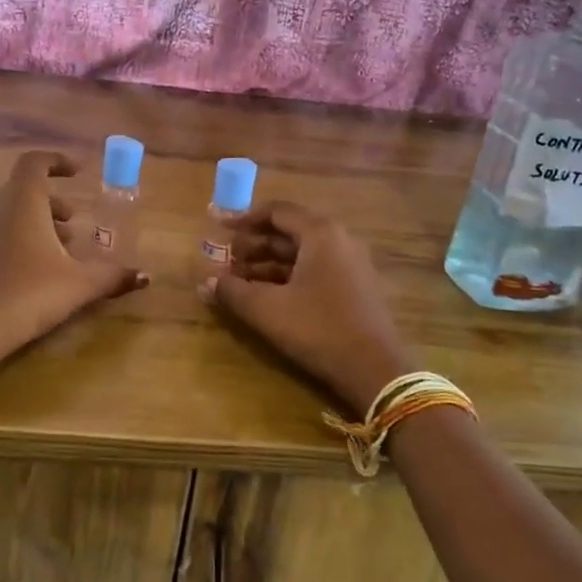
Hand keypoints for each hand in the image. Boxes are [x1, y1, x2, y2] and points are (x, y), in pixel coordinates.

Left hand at [0, 150, 147, 361]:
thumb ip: (112, 276)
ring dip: (39, 222)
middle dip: (53, 199)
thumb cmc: (28, 294)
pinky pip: (2, 234)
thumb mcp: (78, 285)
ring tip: (64, 248)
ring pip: (13, 214)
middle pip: (24, 189)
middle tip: (75, 219)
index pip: (34, 162)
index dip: (56, 161)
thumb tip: (146, 276)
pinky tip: (40, 272)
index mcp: (23, 202)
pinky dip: (24, 239)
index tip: (78, 172)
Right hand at [208, 201, 412, 413]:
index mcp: (321, 234)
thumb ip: (233, 292)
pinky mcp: (355, 288)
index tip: (217, 227)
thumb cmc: (319, 329)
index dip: (243, 219)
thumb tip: (205, 282)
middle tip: (225, 261)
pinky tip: (265, 296)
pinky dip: (287, 278)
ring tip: (238, 282)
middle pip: (288, 232)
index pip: (276, 211)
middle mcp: (339, 240)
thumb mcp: (268, 310)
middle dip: (253, 246)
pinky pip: (314, 271)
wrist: (376, 370)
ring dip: (267, 264)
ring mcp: (351, 264)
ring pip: (301, 254)